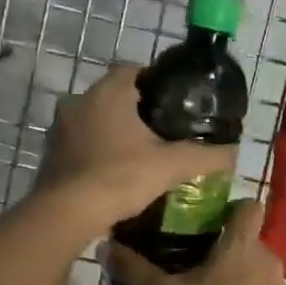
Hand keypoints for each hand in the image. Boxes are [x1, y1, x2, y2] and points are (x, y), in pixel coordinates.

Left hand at [38, 65, 235, 234]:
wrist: (67, 214)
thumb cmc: (120, 177)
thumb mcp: (172, 166)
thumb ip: (206, 156)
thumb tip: (235, 153)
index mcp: (108, 93)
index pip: (133, 70)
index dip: (155, 82)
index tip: (174, 103)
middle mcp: (79, 101)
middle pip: (114, 96)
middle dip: (136, 110)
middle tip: (163, 131)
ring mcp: (60, 128)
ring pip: (95, 119)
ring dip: (114, 131)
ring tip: (140, 153)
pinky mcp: (51, 153)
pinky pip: (81, 143)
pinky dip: (97, 151)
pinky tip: (115, 172)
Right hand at [108, 200, 285, 284]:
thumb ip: (136, 270)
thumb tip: (105, 246)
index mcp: (241, 243)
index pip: (249, 206)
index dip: (232, 209)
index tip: (211, 222)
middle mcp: (267, 257)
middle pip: (248, 241)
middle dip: (227, 251)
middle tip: (198, 267)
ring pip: (258, 270)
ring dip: (240, 278)